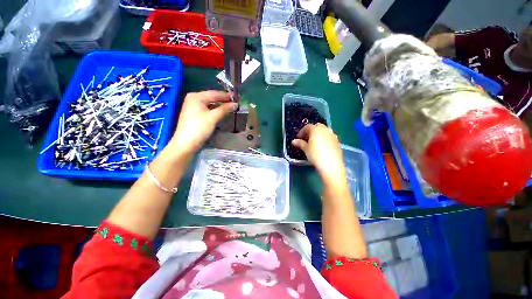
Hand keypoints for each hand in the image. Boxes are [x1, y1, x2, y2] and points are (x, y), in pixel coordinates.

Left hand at [166, 91, 236, 157]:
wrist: (186, 143)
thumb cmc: (199, 128)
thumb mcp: (213, 117)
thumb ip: (224, 109)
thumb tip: (235, 104)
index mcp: (196, 96)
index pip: (214, 93)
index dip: (226, 95)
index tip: (237, 97)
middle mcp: (193, 99)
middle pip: (212, 97)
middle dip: (223, 100)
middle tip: (235, 102)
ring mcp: (193, 106)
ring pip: (210, 103)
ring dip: (220, 105)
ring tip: (231, 107)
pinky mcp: (194, 114)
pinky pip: (207, 108)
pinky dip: (215, 110)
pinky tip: (222, 112)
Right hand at [291, 124, 345, 180]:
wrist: (331, 164)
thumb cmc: (316, 155)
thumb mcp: (305, 149)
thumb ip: (300, 143)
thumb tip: (293, 141)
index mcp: (316, 129)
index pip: (307, 127)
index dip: (302, 132)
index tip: (298, 138)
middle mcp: (325, 129)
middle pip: (317, 127)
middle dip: (311, 131)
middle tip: (306, 139)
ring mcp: (333, 135)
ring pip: (324, 131)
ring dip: (318, 134)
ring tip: (314, 143)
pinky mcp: (337, 141)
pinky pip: (329, 137)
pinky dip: (324, 139)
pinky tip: (321, 147)